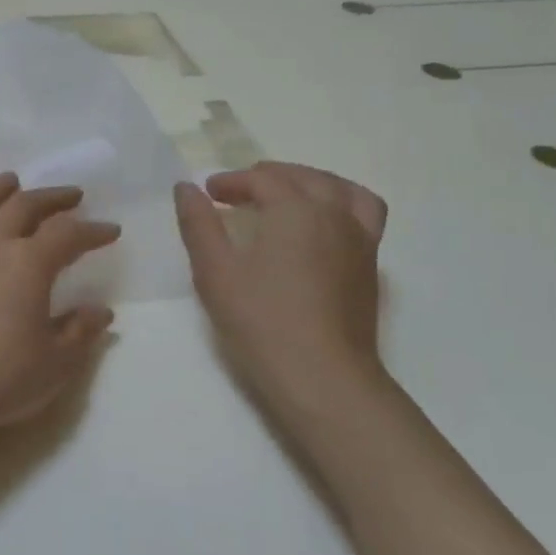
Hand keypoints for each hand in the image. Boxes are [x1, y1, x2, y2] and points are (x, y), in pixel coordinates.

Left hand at [0, 174, 119, 439]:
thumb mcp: (55, 363)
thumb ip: (80, 331)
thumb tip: (100, 310)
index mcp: (28, 264)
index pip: (68, 235)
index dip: (93, 230)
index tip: (110, 231)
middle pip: (23, 208)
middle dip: (51, 198)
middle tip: (70, 196)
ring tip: (10, 180)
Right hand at [174, 163, 389, 422]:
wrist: (321, 376)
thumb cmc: (261, 321)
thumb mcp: (215, 271)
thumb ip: (199, 224)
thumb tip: (185, 188)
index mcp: (295, 210)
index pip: (262, 180)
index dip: (231, 181)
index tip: (208, 192)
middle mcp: (334, 214)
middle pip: (303, 177)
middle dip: (267, 177)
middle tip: (237, 192)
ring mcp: (359, 238)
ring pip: (340, 189)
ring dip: (309, 182)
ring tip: (286, 195)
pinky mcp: (370, 264)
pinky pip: (364, 212)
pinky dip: (341, 203)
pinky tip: (321, 225)